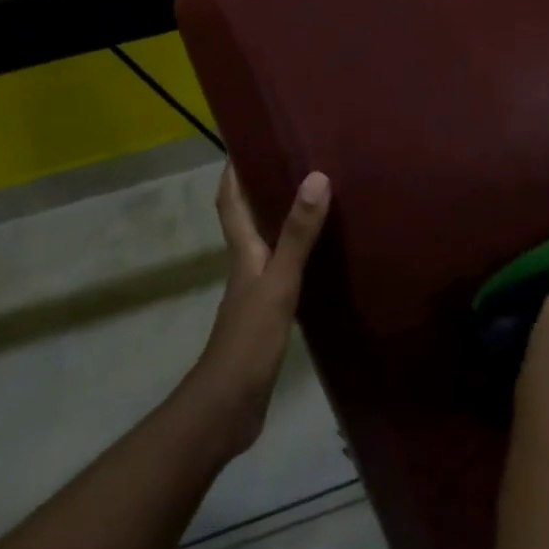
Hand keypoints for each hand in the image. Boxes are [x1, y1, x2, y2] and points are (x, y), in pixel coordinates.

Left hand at [193, 164, 331, 453]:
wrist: (228, 406)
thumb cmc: (249, 339)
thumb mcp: (279, 282)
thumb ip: (298, 235)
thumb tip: (316, 177)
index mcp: (243, 254)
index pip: (231, 203)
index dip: (233, 173)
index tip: (243, 142)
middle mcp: (246, 268)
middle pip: (248, 221)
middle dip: (261, 190)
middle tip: (292, 163)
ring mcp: (255, 294)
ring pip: (267, 247)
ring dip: (281, 223)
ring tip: (312, 202)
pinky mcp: (268, 318)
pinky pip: (283, 274)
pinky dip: (297, 258)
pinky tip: (320, 260)